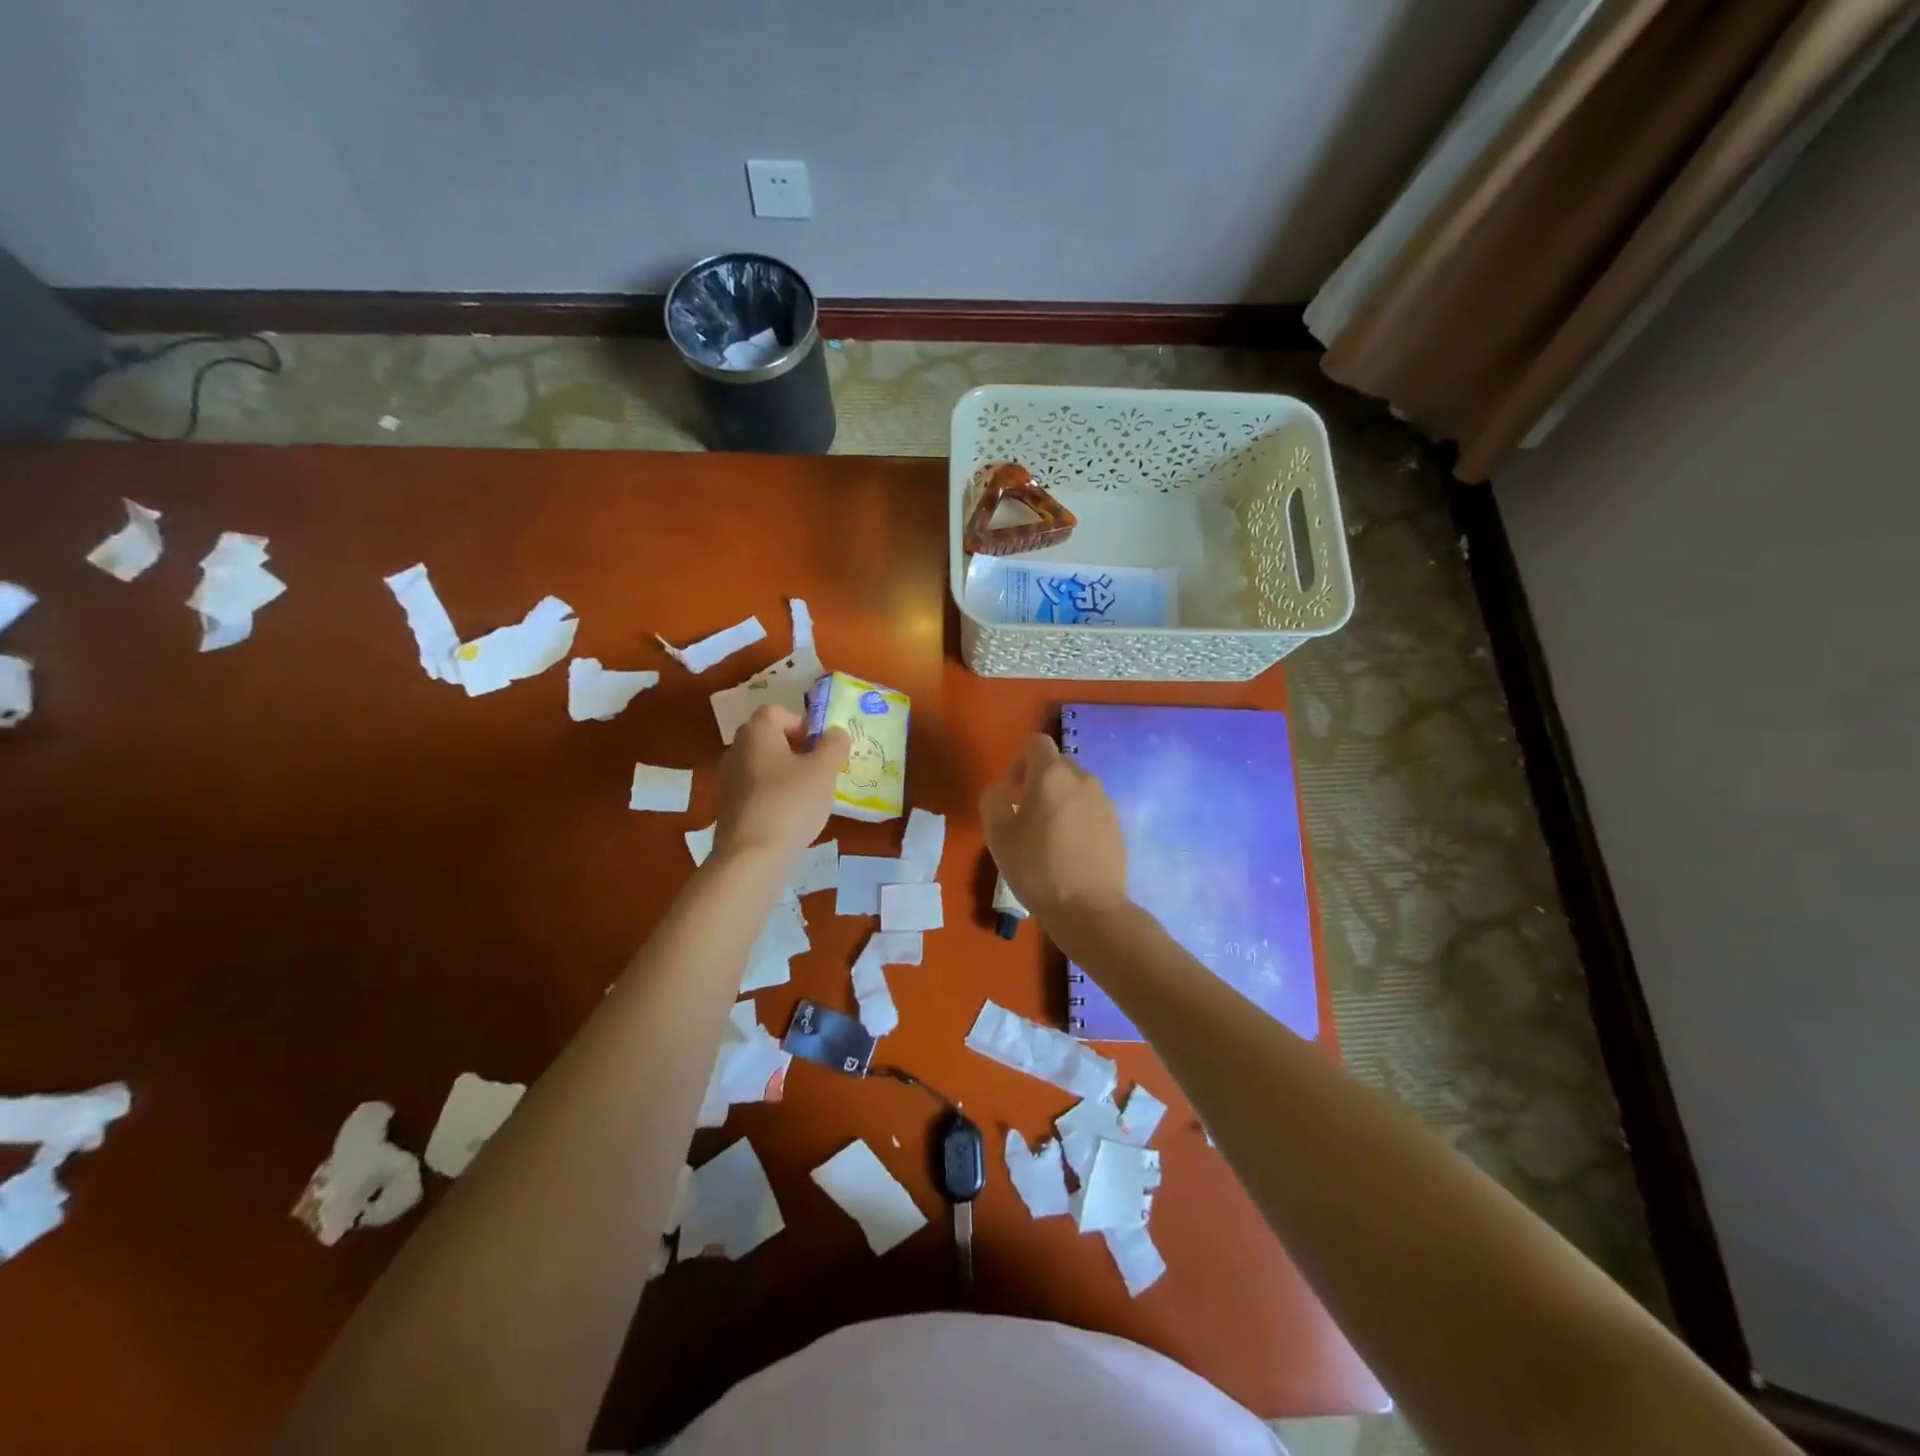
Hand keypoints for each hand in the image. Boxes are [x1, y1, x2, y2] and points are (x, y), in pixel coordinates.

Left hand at [713, 706, 848, 866]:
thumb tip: (835, 733)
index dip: (803, 724)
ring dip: (786, 773)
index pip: (778, 712)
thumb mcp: (824, 770)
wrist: (752, 855)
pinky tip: (791, 815)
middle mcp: (737, 749)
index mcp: (757, 732)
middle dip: (796, 748)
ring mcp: (729, 779)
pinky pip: (757, 789)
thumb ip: (834, 745)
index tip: (821, 746)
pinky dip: (774, 794)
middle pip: (769, 738)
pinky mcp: (729, 807)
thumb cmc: (791, 802)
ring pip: (764, 765)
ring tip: (809, 794)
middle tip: (820, 768)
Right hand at [980, 733, 1128, 925]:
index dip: (1020, 761)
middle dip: (1040, 782)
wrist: (1089, 909)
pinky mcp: (1118, 826)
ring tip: (1050, 836)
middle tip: (1027, 816)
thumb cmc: (1037, 868)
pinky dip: (1079, 820)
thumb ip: (994, 800)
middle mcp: (1084, 779)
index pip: (1037, 742)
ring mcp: (1105, 802)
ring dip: (1061, 801)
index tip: (1013, 791)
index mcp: (1052, 775)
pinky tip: (1071, 851)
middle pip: (1058, 765)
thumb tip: (1003, 790)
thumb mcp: (998, 835)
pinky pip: (1092, 810)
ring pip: (1077, 789)